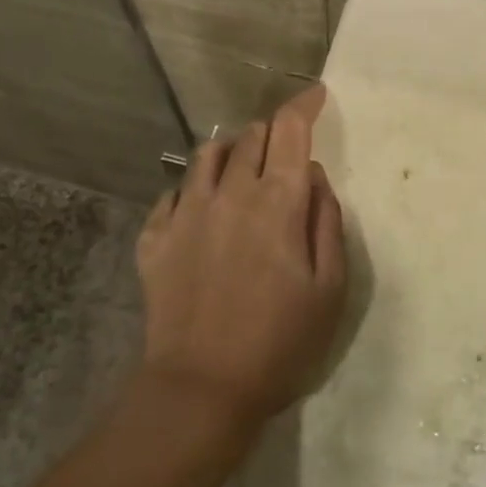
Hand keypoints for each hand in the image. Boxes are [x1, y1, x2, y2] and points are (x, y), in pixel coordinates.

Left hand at [136, 83, 346, 431]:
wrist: (201, 390)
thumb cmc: (280, 343)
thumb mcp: (330, 287)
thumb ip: (326, 221)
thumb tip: (313, 176)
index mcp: (276, 202)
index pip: (289, 129)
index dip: (304, 104)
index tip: (317, 95)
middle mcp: (229, 193)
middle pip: (250, 135)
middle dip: (273, 132)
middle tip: (285, 152)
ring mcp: (185, 213)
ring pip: (208, 154)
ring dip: (232, 151)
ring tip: (243, 172)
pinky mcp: (155, 238)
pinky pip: (173, 192)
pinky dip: (194, 188)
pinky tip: (202, 210)